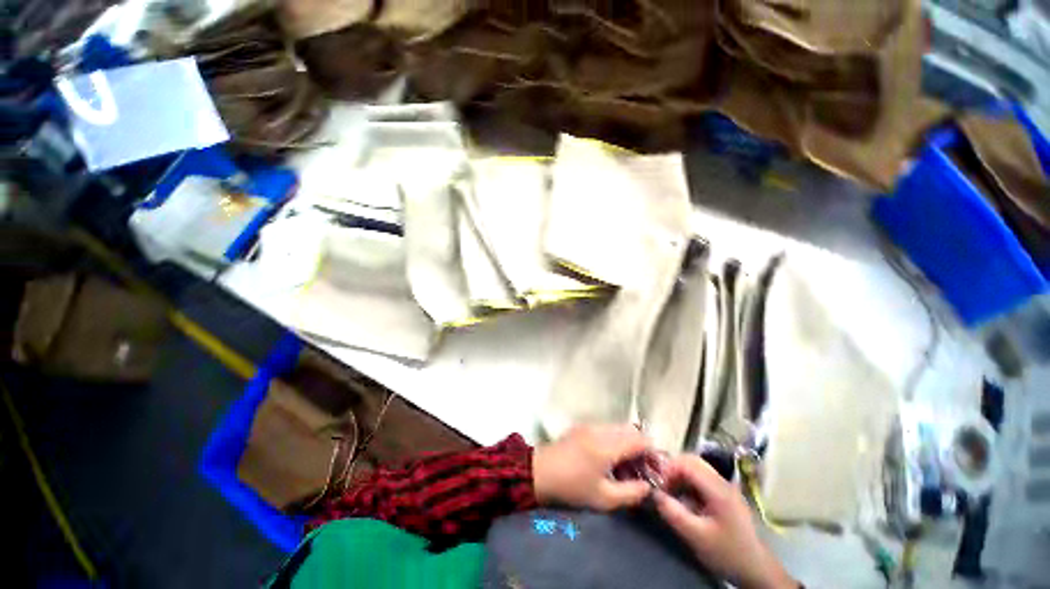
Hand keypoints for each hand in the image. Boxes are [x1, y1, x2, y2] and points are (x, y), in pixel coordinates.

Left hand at [532, 425, 651, 510]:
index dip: (652, 452)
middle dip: (640, 446)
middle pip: (631, 429)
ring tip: (624, 464)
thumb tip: (648, 486)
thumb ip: (631, 492)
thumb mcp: (604, 498)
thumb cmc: (572, 487)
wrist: (540, 472)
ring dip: (627, 441)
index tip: (654, 468)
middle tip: (640, 467)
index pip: (640, 439)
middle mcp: (600, 429)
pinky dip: (614, 438)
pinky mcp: (582, 426)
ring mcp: (590, 425)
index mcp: (607, 445)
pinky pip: (606, 428)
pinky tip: (608, 457)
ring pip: (618, 427)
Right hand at [655, 455, 795, 588]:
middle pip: (692, 461)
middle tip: (663, 487)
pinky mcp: (725, 494)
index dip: (669, 469)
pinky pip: (701, 478)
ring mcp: (725, 487)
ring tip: (671, 494)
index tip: (659, 486)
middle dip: (673, 470)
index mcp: (717, 488)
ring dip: (680, 476)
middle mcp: (722, 481)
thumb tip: (653, 493)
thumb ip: (673, 513)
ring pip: (696, 468)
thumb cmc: (726, 552)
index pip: (687, 462)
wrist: (756, 569)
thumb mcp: (696, 536)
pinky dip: (688, 483)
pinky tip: (684, 499)